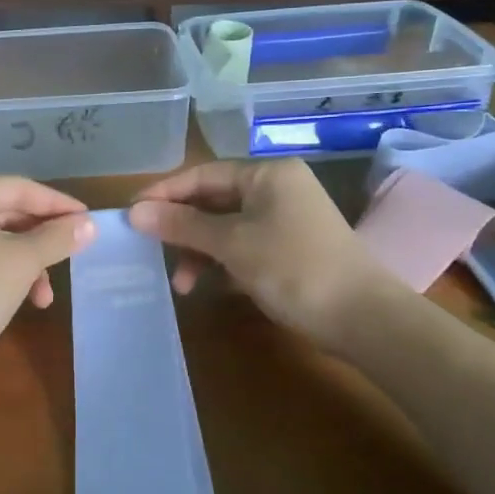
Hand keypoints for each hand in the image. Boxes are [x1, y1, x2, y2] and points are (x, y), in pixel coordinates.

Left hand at [0, 177, 97, 378]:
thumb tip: (89, 224)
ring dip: (26, 264)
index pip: (18, 187)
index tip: (87, 221)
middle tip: (72, 254)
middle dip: (42, 238)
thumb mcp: (21, 262)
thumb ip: (57, 238)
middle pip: (5, 213)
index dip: (56, 203)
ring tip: (45, 297)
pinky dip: (3, 275)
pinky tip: (21, 302)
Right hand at [128, 159, 396, 348]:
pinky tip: (206, 286)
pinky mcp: (290, 248)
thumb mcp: (231, 244)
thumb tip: (134, 211)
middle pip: (213, 200)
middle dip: (181, 228)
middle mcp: (276, 189)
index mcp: (266, 174)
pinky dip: (222, 262)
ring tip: (181, 283)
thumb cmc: (293, 267)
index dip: (164, 193)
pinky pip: (243, 246)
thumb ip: (182, 225)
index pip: (202, 175)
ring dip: (199, 251)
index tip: (130, 214)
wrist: (363, 318)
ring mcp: (285, 220)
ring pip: (226, 227)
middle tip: (150, 249)